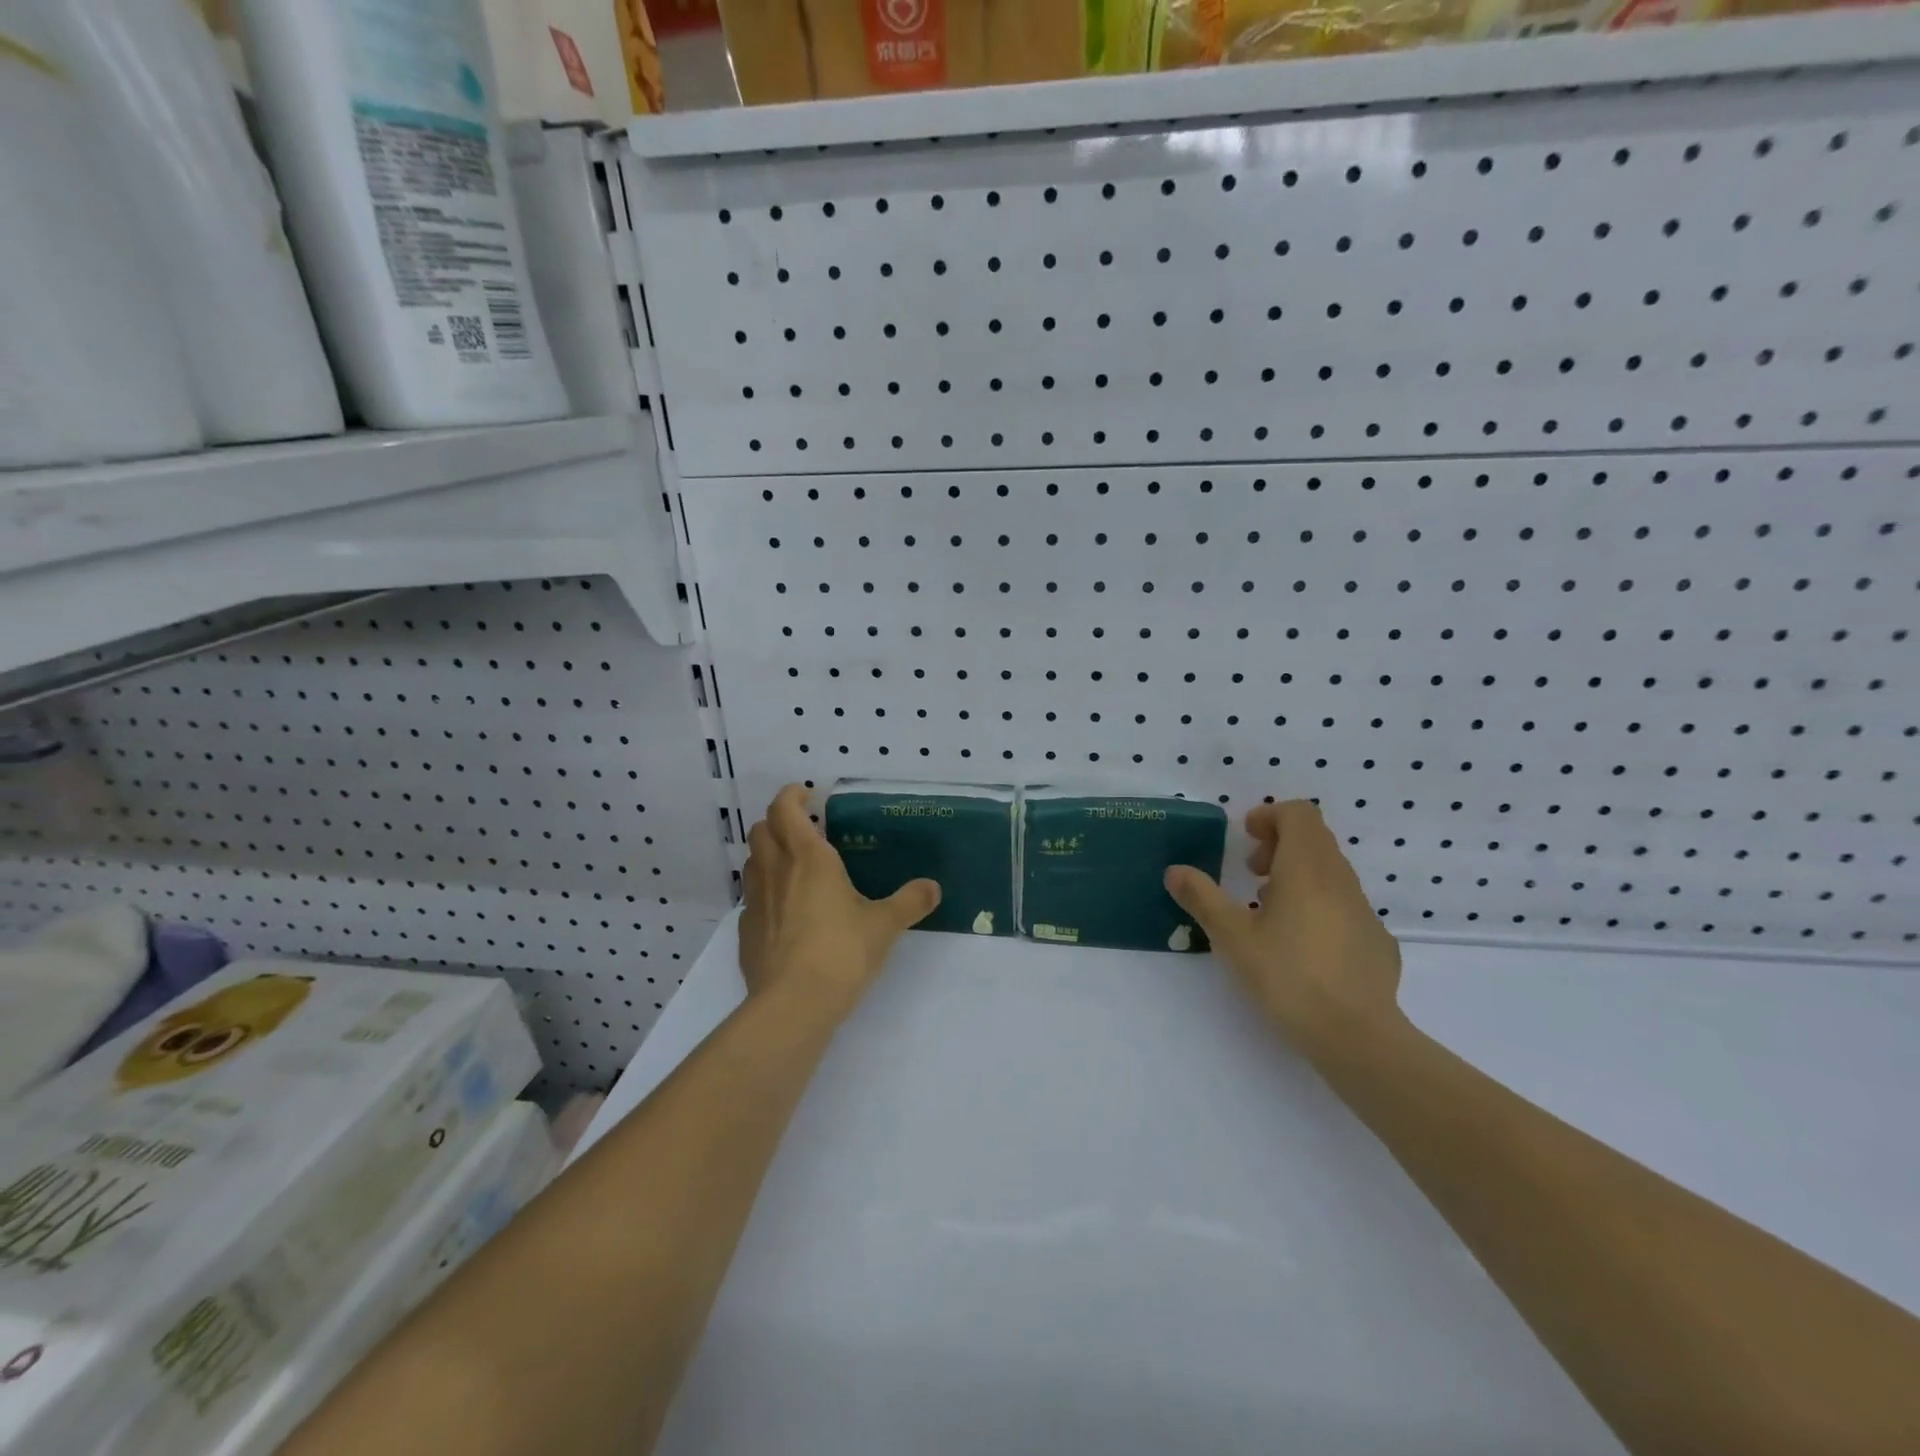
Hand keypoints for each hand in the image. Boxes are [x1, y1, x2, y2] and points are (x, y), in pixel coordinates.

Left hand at [739, 784, 940, 1012]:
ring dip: (768, 854)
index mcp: (809, 858)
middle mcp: (776, 871)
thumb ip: (910, 902)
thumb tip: (933, 887)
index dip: (791, 795)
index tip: (807, 794)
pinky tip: (786, 912)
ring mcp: (755, 901)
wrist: (793, 1004)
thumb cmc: (841, 952)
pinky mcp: (746, 931)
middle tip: (803, 830)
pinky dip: (765, 892)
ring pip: (752, 862)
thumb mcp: (884, 925)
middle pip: (760, 830)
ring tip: (794, 867)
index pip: (784, 809)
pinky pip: (751, 898)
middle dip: (777, 822)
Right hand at [1164, 800, 1404, 1060]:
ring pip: (1330, 873)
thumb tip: (1174, 870)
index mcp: (1307, 869)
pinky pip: (1344, 906)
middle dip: (1280, 844)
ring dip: (1297, 876)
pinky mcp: (1376, 942)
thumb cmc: (1288, 976)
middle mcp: (1340, 880)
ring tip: (1269, 911)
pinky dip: (1318, 907)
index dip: (1270, 816)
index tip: (1245, 839)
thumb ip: (1202, 898)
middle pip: (1315, 839)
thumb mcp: (1232, 937)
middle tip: (1251, 872)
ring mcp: (1364, 911)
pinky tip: (1302, 947)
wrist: (1358, 1037)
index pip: (1299, 813)